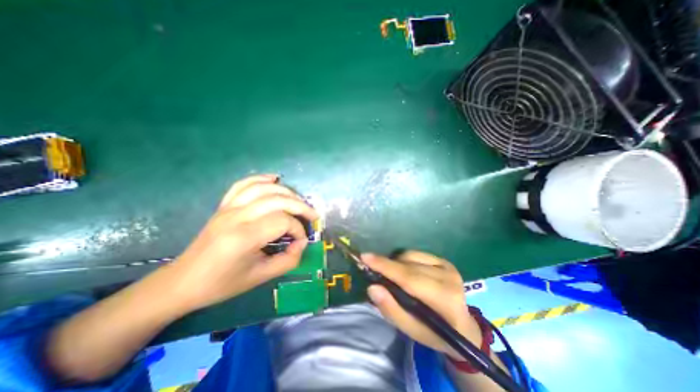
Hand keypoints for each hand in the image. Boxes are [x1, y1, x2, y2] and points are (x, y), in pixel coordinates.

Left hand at [168, 175, 319, 312]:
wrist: (183, 282)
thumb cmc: (222, 283)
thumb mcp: (260, 277)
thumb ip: (288, 260)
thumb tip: (302, 243)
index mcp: (244, 237)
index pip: (282, 221)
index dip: (298, 229)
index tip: (301, 241)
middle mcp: (236, 216)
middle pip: (277, 200)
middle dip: (300, 206)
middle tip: (313, 216)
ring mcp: (228, 208)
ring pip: (264, 188)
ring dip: (286, 192)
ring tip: (299, 201)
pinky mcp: (224, 206)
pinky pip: (243, 185)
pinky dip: (261, 178)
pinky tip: (274, 179)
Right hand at [360, 251, 482, 360]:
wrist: (463, 327)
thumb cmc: (435, 333)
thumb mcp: (411, 330)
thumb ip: (391, 309)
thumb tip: (372, 287)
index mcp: (444, 300)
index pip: (409, 278)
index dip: (385, 266)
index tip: (365, 257)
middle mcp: (448, 277)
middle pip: (408, 265)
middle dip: (386, 264)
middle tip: (370, 266)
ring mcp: (448, 266)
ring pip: (410, 256)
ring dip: (396, 263)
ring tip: (392, 276)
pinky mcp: (444, 261)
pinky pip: (416, 254)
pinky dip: (404, 260)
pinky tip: (404, 271)